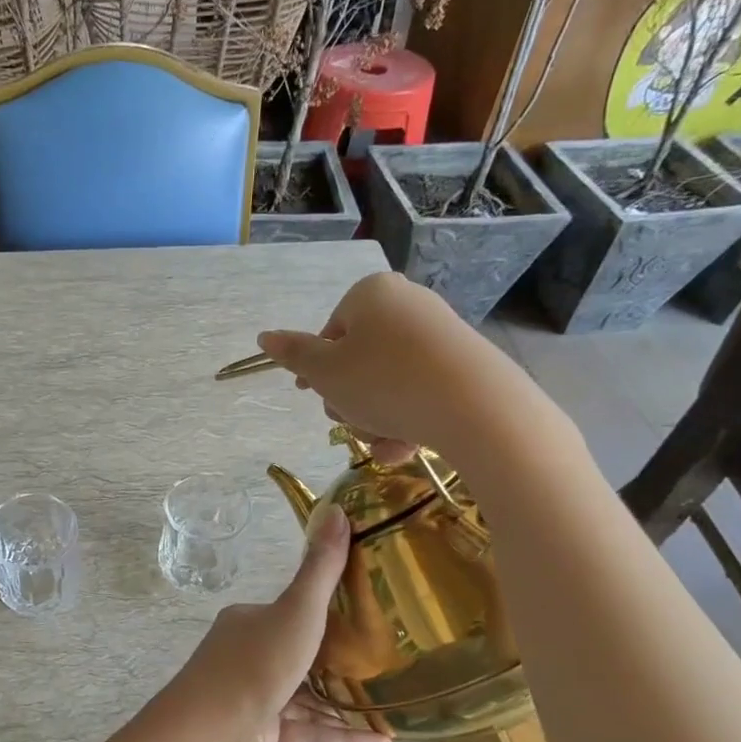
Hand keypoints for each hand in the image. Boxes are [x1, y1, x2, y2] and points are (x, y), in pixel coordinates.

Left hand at [149, 506, 393, 741]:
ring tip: (393, 710)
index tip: (366, 618)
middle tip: (386, 665)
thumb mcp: (296, 611)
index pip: (290, 612)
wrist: (211, 733)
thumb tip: (337, 509)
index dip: (325, 614)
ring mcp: (252, 698)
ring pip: (306, 699)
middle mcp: (247, 655)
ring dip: (346, 706)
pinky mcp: (260, 737)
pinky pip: (308, 734)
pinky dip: (342, 739)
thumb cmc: (257, 663)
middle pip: (300, 655)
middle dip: (339, 663)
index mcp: (249, 622)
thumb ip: (321, 569)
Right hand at [254, 272, 566, 476]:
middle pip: (358, 360)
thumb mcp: (325, 372)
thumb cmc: (384, 381)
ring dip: (375, 420)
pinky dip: (408, 420)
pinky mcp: (465, 364)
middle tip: (353, 422)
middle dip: (350, 401)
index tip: (316, 396)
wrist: (476, 407)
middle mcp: (407, 304)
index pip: (330, 333)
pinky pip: (421, 392)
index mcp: (370, 294)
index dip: (318, 371)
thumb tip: (264, 336)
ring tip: (384, 444)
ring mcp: (440, 334)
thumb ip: (293, 354)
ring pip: (388, 383)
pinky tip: (407, 447)